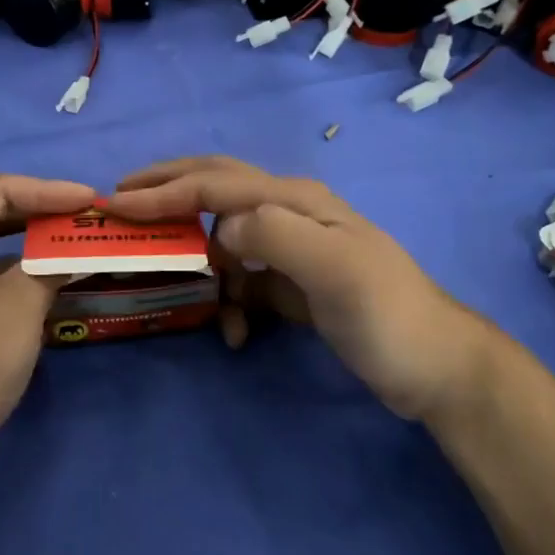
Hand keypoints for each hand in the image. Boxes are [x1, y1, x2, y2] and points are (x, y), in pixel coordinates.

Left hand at [0, 175, 96, 477]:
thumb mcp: (19, 302)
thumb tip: (77, 247)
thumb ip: (51, 262)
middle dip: (41, 213)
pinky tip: (53, 283)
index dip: (47, 190)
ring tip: (76, 243)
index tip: (90, 200)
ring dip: (34, 244)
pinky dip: (23, 275)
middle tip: (86, 218)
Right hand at [108, 156, 500, 423]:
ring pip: (223, 239)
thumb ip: (277, 236)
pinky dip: (228, 301)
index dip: (165, 191)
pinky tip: (234, 332)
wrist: (438, 369)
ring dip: (201, 266)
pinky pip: (242, 280)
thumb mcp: (338, 270)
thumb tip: (222, 228)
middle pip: (216, 189)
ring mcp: (292, 248)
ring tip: (190, 299)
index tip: (116, 203)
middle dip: (168, 192)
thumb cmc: (388, 316)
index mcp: (295, 200)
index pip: (216, 184)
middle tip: (120, 200)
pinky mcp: (293, 283)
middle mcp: (289, 212)